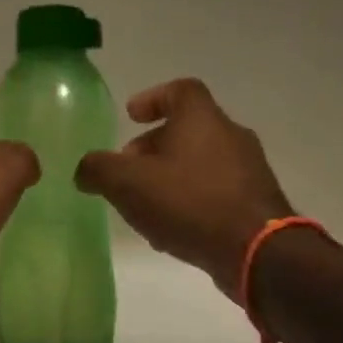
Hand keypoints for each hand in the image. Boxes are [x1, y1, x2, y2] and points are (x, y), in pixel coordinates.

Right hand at [75, 79, 294, 295]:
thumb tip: (85, 169)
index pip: (180, 90)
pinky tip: (171, 231)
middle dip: (152, 147)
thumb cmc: (189, 202)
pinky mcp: (256, 203)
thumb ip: (98, 169)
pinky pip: (214, 192)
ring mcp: (248, 170)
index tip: (131, 117)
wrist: (256, 252)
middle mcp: (230, 136)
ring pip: (199, 163)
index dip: (152, 99)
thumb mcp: (127, 182)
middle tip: (127, 170)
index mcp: (201, 119)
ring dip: (169, 178)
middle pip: (187, 129)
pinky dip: (189, 202)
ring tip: (144, 206)